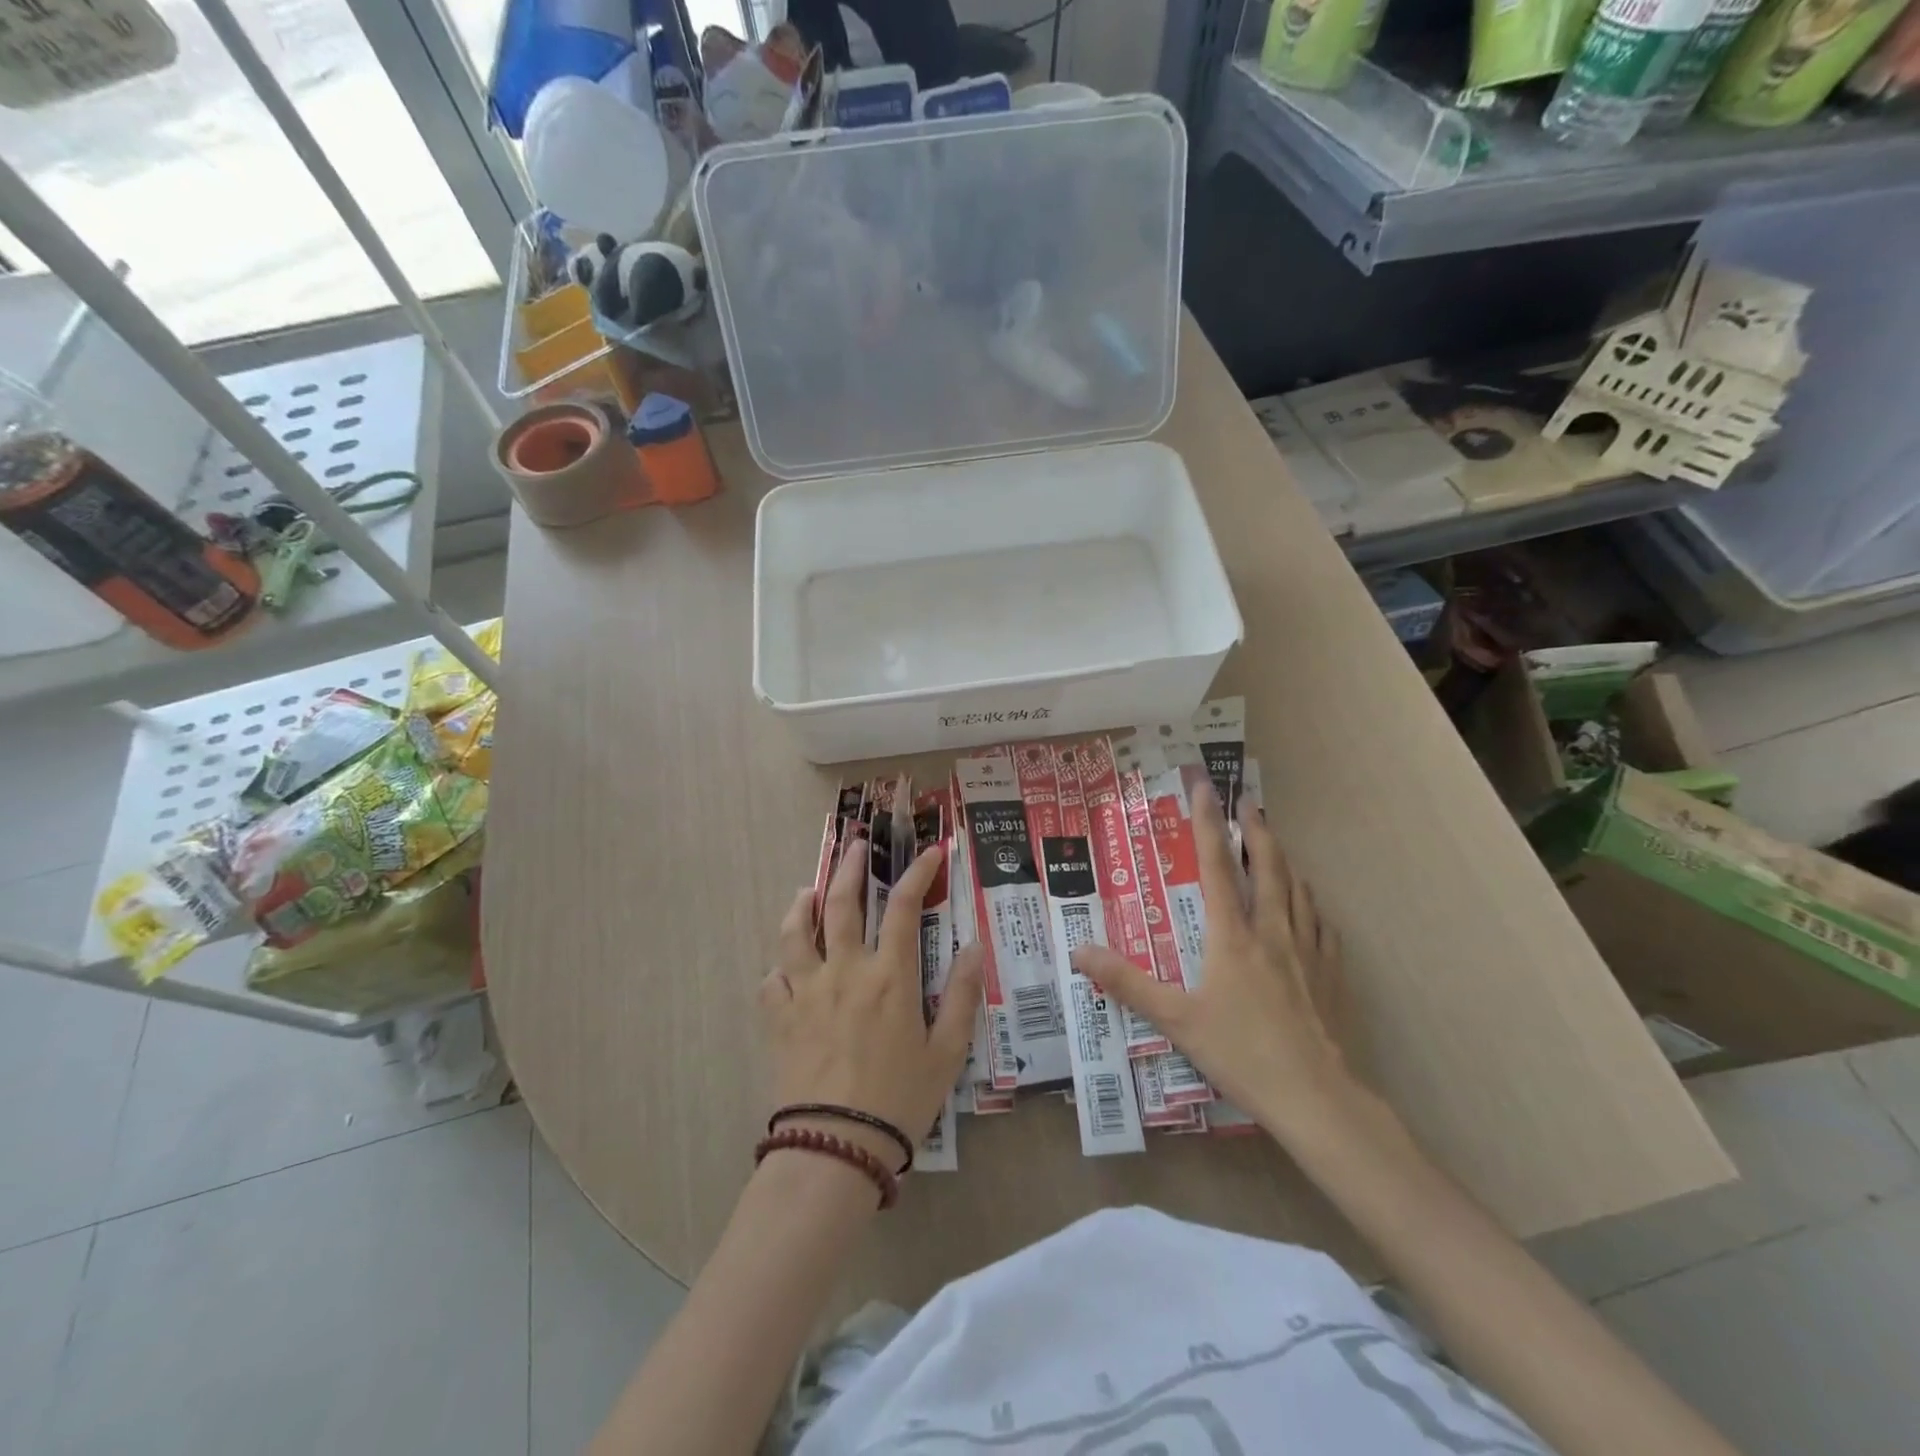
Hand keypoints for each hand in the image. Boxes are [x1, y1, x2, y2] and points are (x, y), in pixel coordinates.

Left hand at [760, 833, 983, 1166]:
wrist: (836, 1147)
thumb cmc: (900, 1100)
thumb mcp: (947, 1052)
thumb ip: (963, 996)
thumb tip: (974, 947)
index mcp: (890, 975)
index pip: (903, 906)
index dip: (918, 872)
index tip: (930, 852)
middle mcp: (845, 970)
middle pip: (841, 903)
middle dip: (849, 867)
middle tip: (854, 845)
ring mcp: (805, 991)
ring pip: (795, 931)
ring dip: (801, 904)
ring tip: (806, 890)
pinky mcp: (779, 1017)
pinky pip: (771, 979)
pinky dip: (779, 965)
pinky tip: (784, 966)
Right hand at [1071, 784, 1354, 1137]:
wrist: (1317, 1098)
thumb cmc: (1241, 1053)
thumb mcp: (1174, 1019)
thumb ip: (1127, 983)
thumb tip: (1079, 952)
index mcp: (1232, 936)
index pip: (1216, 865)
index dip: (1208, 823)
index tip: (1204, 787)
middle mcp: (1272, 932)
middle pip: (1268, 867)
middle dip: (1257, 831)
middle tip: (1250, 804)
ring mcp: (1308, 952)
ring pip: (1299, 890)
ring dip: (1286, 861)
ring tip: (1277, 845)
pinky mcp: (1332, 975)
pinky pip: (1322, 925)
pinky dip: (1312, 904)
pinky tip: (1311, 908)